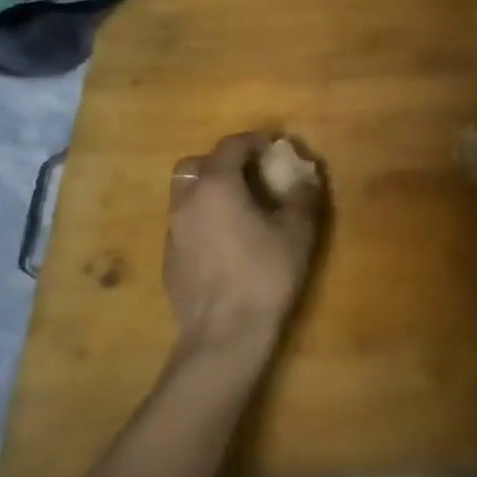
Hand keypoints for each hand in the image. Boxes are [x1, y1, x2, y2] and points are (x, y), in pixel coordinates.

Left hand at [165, 133, 324, 358]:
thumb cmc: (265, 274)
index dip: (253, 141)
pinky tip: (226, 242)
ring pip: (185, 195)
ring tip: (239, 209)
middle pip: (195, 165)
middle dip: (220, 162)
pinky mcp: (169, 260)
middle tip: (248, 175)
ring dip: (209, 191)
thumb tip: (307, 176)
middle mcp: (187, 202)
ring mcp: (173, 233)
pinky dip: (203, 219)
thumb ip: (302, 197)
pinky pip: (184, 224)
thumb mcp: (298, 232)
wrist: (224, 335)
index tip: (273, 149)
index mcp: (216, 187)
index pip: (230, 146)